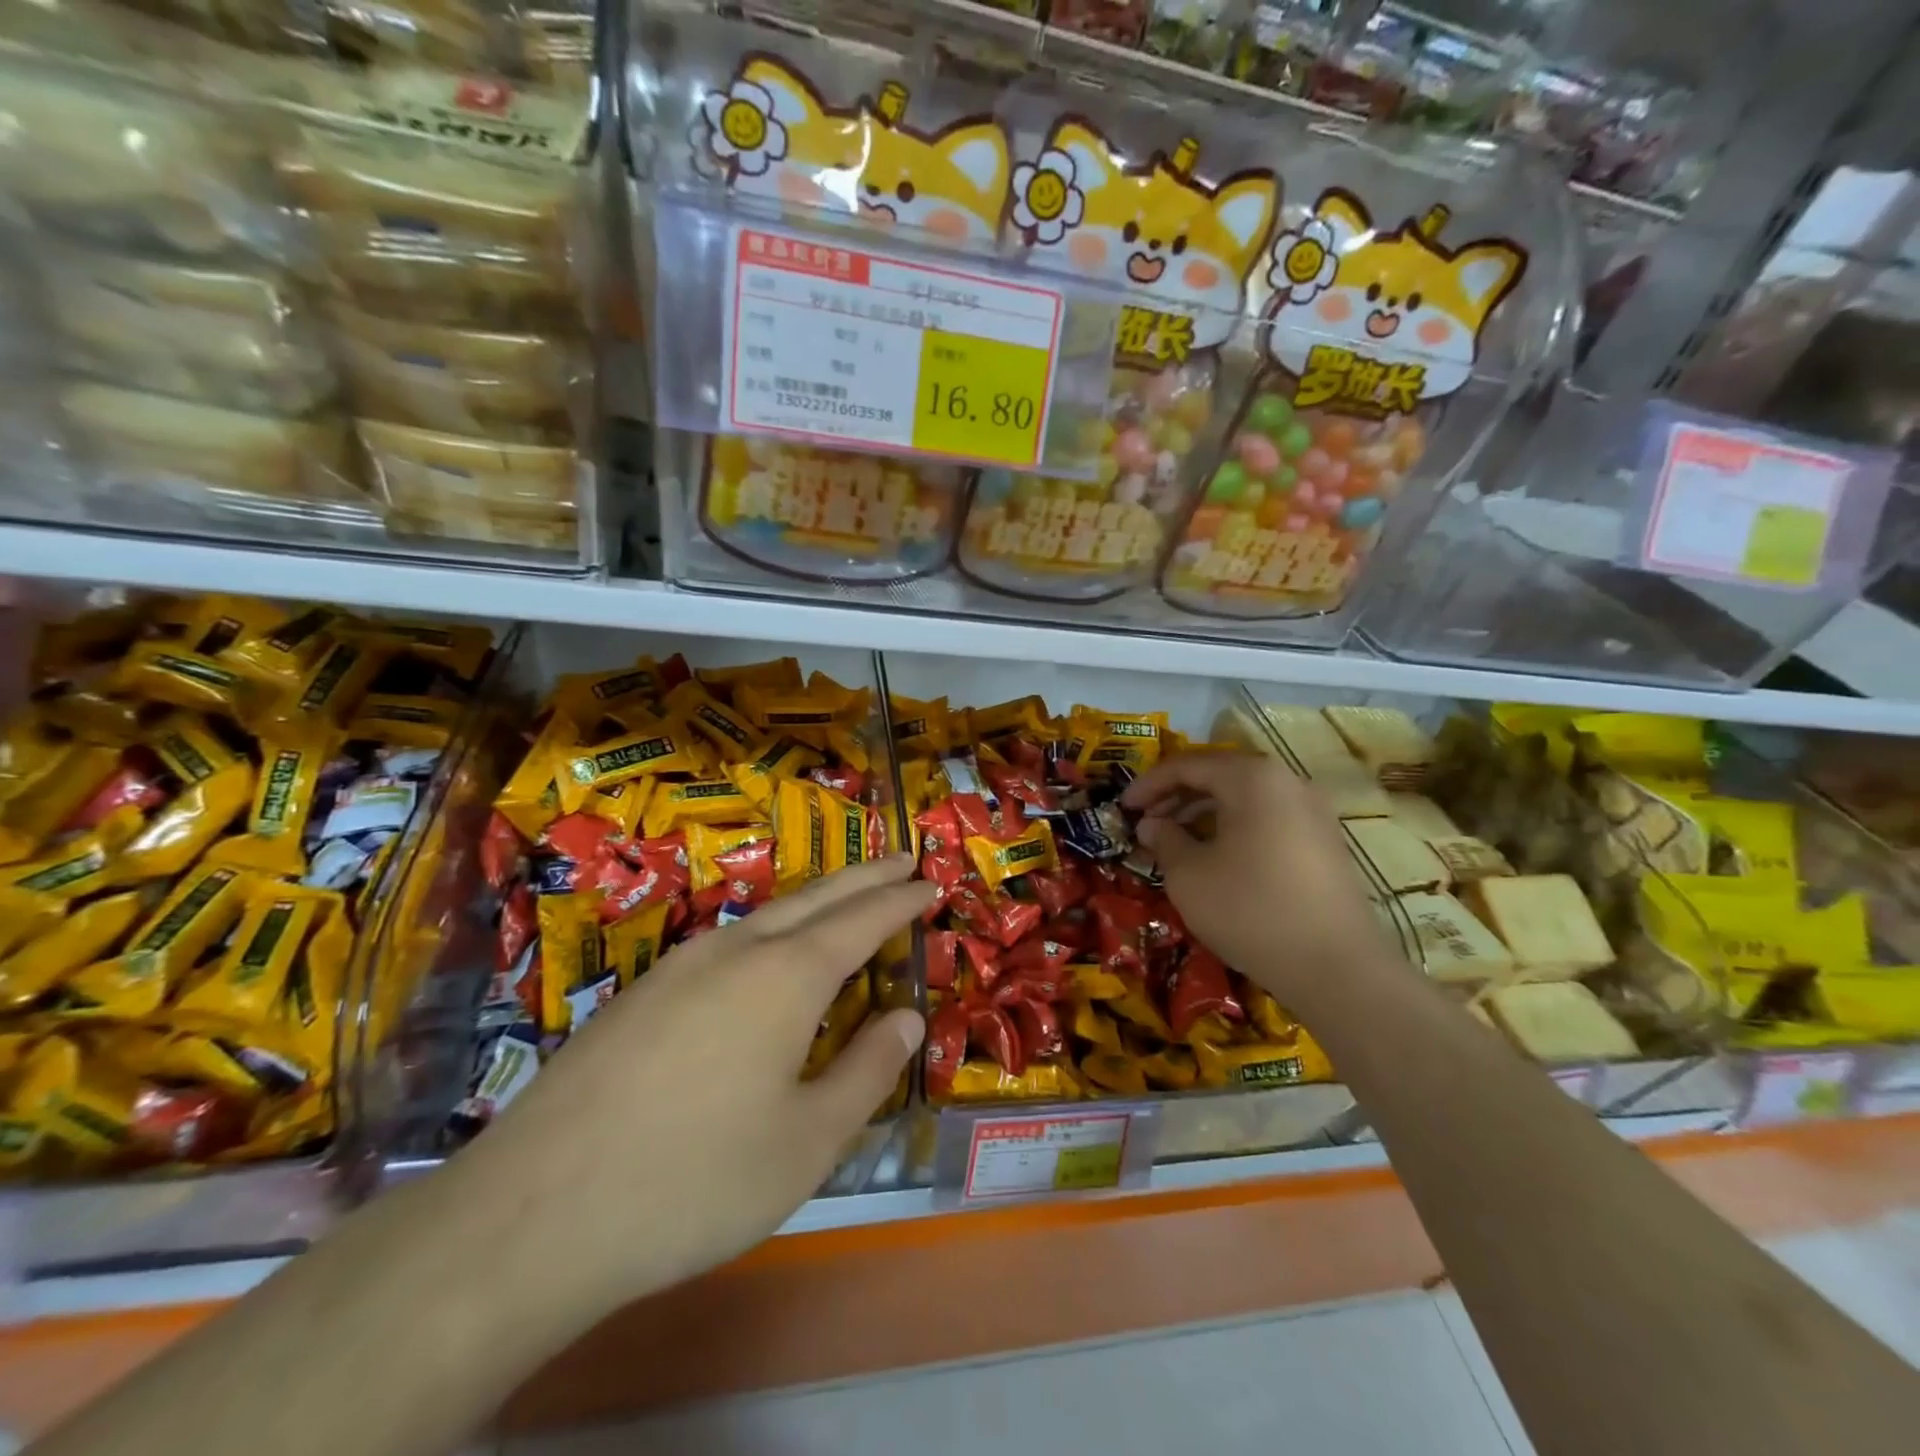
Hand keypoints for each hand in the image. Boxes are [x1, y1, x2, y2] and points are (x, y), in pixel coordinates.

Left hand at [460, 855, 933, 1322]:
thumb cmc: (695, 1180)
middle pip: (816, 897)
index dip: (901, 900)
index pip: (862, 920)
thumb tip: (906, 1019)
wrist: (532, 1214)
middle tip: (901, 859)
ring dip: (816, 899)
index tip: (931, 881)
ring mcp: (681, 966)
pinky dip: (771, 929)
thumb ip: (867, 1071)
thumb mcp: (807, 1141)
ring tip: (845, 898)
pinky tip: (765, 954)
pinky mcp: (640, 993)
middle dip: (864, 876)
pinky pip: (727, 941)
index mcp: (787, 976)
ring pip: (767, 913)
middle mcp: (736, 951)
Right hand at [1122, 753, 1388, 1006]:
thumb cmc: (1251, 910)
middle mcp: (1288, 782)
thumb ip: (1164, 839)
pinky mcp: (1325, 843)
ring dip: (1204, 813)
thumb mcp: (1189, 875)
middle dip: (1176, 796)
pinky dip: (1234, 828)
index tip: (1122, 808)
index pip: (1188, 765)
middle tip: (1146, 823)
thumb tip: (1152, 824)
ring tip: (1175, 841)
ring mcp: (1314, 812)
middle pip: (1220, 775)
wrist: (1337, 969)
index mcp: (1253, 778)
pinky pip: (1268, 819)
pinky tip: (1216, 857)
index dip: (1148, 784)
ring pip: (1245, 798)